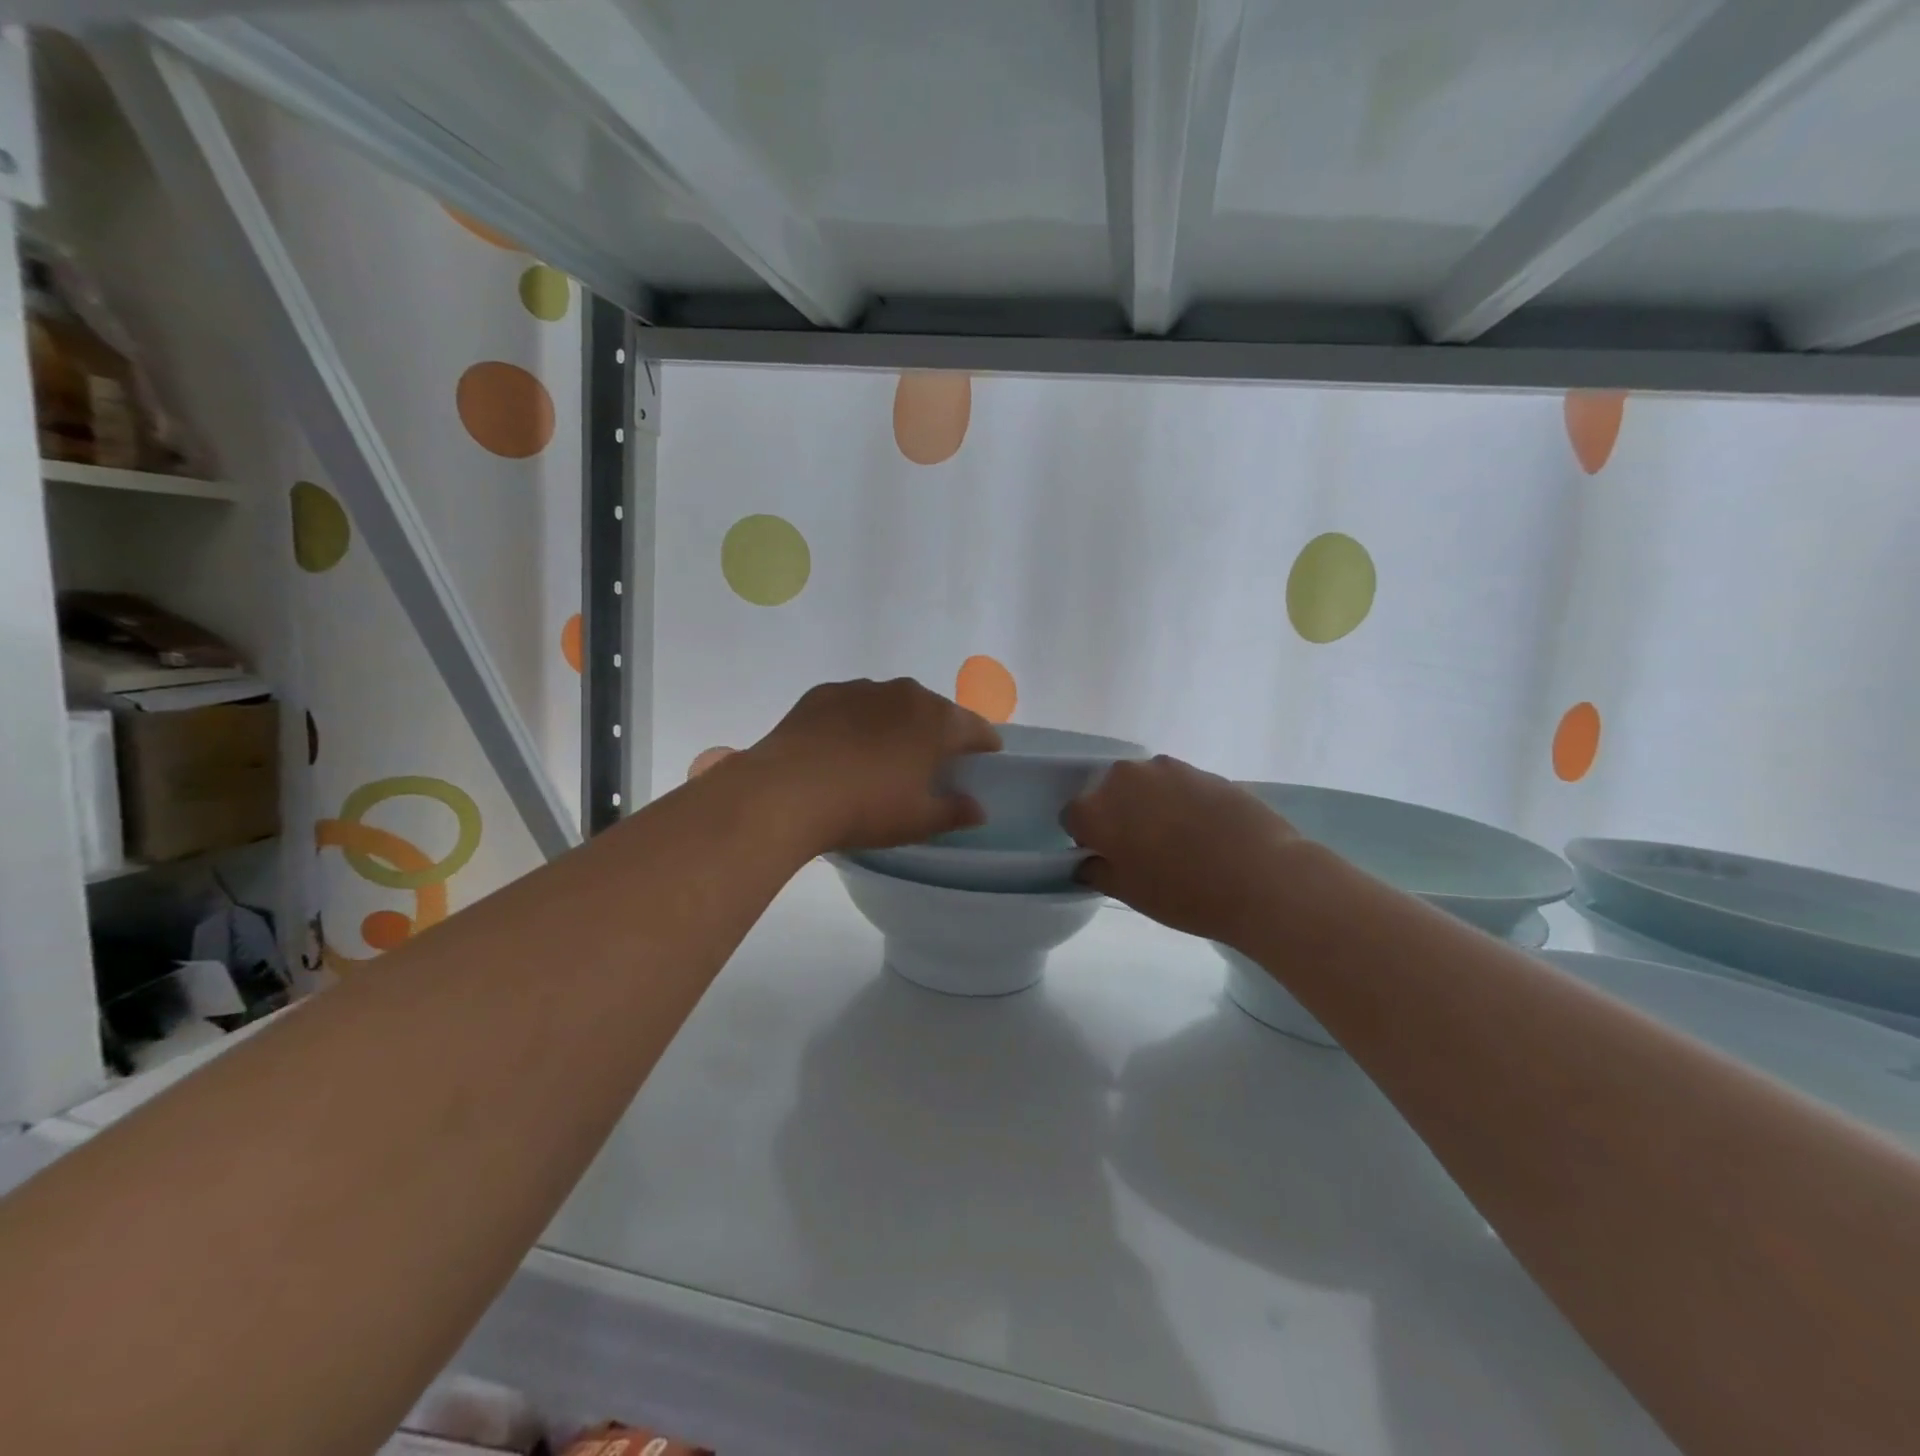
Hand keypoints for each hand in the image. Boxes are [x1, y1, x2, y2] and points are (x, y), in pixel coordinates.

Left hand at [746, 678, 1000, 852]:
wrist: (788, 792)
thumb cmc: (865, 808)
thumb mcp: (917, 821)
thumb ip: (954, 812)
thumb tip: (977, 808)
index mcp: (936, 720)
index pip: (976, 727)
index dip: (985, 745)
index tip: (984, 760)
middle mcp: (904, 693)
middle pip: (934, 710)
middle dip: (938, 732)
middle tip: (930, 763)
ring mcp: (861, 688)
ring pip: (892, 703)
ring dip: (896, 723)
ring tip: (882, 755)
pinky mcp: (824, 693)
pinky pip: (853, 705)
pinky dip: (857, 720)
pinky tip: (843, 747)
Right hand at [1064, 756, 1300, 943]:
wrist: (1262, 877)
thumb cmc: (1184, 893)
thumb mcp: (1130, 893)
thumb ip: (1097, 872)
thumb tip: (1088, 861)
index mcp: (1096, 808)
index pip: (1073, 817)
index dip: (1086, 838)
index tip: (1107, 858)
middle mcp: (1124, 777)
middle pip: (1107, 793)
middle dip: (1116, 816)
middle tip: (1141, 849)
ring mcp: (1166, 768)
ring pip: (1143, 786)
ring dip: (1148, 805)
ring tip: (1176, 839)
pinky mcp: (1201, 770)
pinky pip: (1176, 785)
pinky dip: (1180, 802)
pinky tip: (1203, 830)